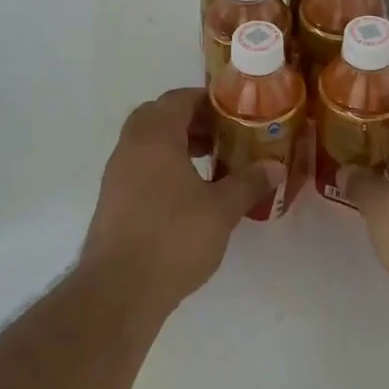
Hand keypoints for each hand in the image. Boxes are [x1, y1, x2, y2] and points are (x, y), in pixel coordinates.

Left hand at [80, 88, 280, 310]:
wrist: (120, 289)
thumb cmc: (174, 238)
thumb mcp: (221, 209)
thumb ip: (249, 183)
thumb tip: (275, 166)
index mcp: (155, 136)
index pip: (179, 99)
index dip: (208, 101)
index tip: (235, 112)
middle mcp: (130, 147)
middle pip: (160, 117)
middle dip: (193, 122)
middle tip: (225, 137)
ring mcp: (116, 175)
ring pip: (148, 144)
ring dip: (179, 145)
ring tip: (214, 165)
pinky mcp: (113, 201)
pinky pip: (141, 168)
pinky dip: (165, 168)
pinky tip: (191, 194)